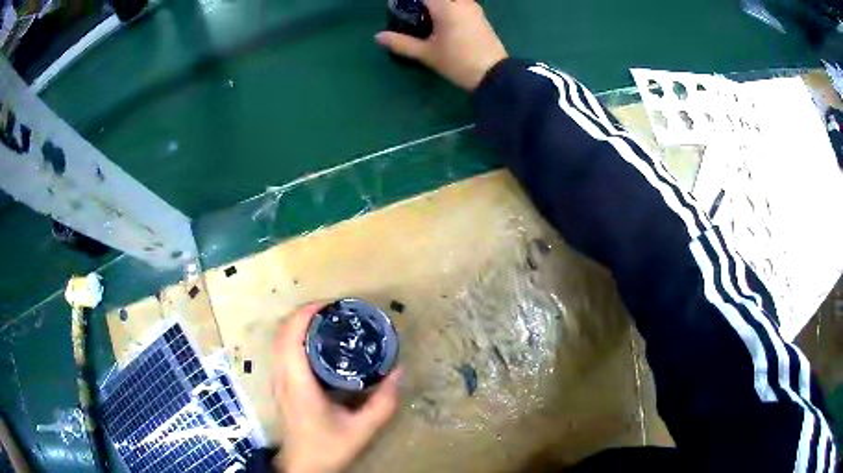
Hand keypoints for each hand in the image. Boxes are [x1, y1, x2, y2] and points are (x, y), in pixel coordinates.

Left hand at [272, 303, 401, 472]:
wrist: (303, 467)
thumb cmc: (328, 448)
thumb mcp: (362, 429)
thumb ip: (384, 402)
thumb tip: (399, 371)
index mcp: (298, 382)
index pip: (291, 335)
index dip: (306, 313)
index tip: (331, 305)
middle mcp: (282, 376)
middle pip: (282, 331)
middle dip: (304, 313)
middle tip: (334, 311)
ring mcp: (278, 381)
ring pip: (279, 340)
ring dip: (298, 324)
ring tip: (327, 322)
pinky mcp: (281, 386)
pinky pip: (282, 351)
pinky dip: (295, 337)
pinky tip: (318, 345)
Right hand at [375, 0, 507, 90]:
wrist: (494, 75)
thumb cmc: (458, 62)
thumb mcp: (426, 54)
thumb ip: (401, 43)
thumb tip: (378, 37)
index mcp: (446, 7)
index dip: (409, 0)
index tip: (398, 5)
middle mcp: (462, 2)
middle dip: (422, 2)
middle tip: (411, 12)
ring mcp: (473, 8)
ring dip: (436, 4)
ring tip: (423, 16)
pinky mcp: (480, 16)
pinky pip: (459, 3)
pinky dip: (447, 6)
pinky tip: (439, 20)